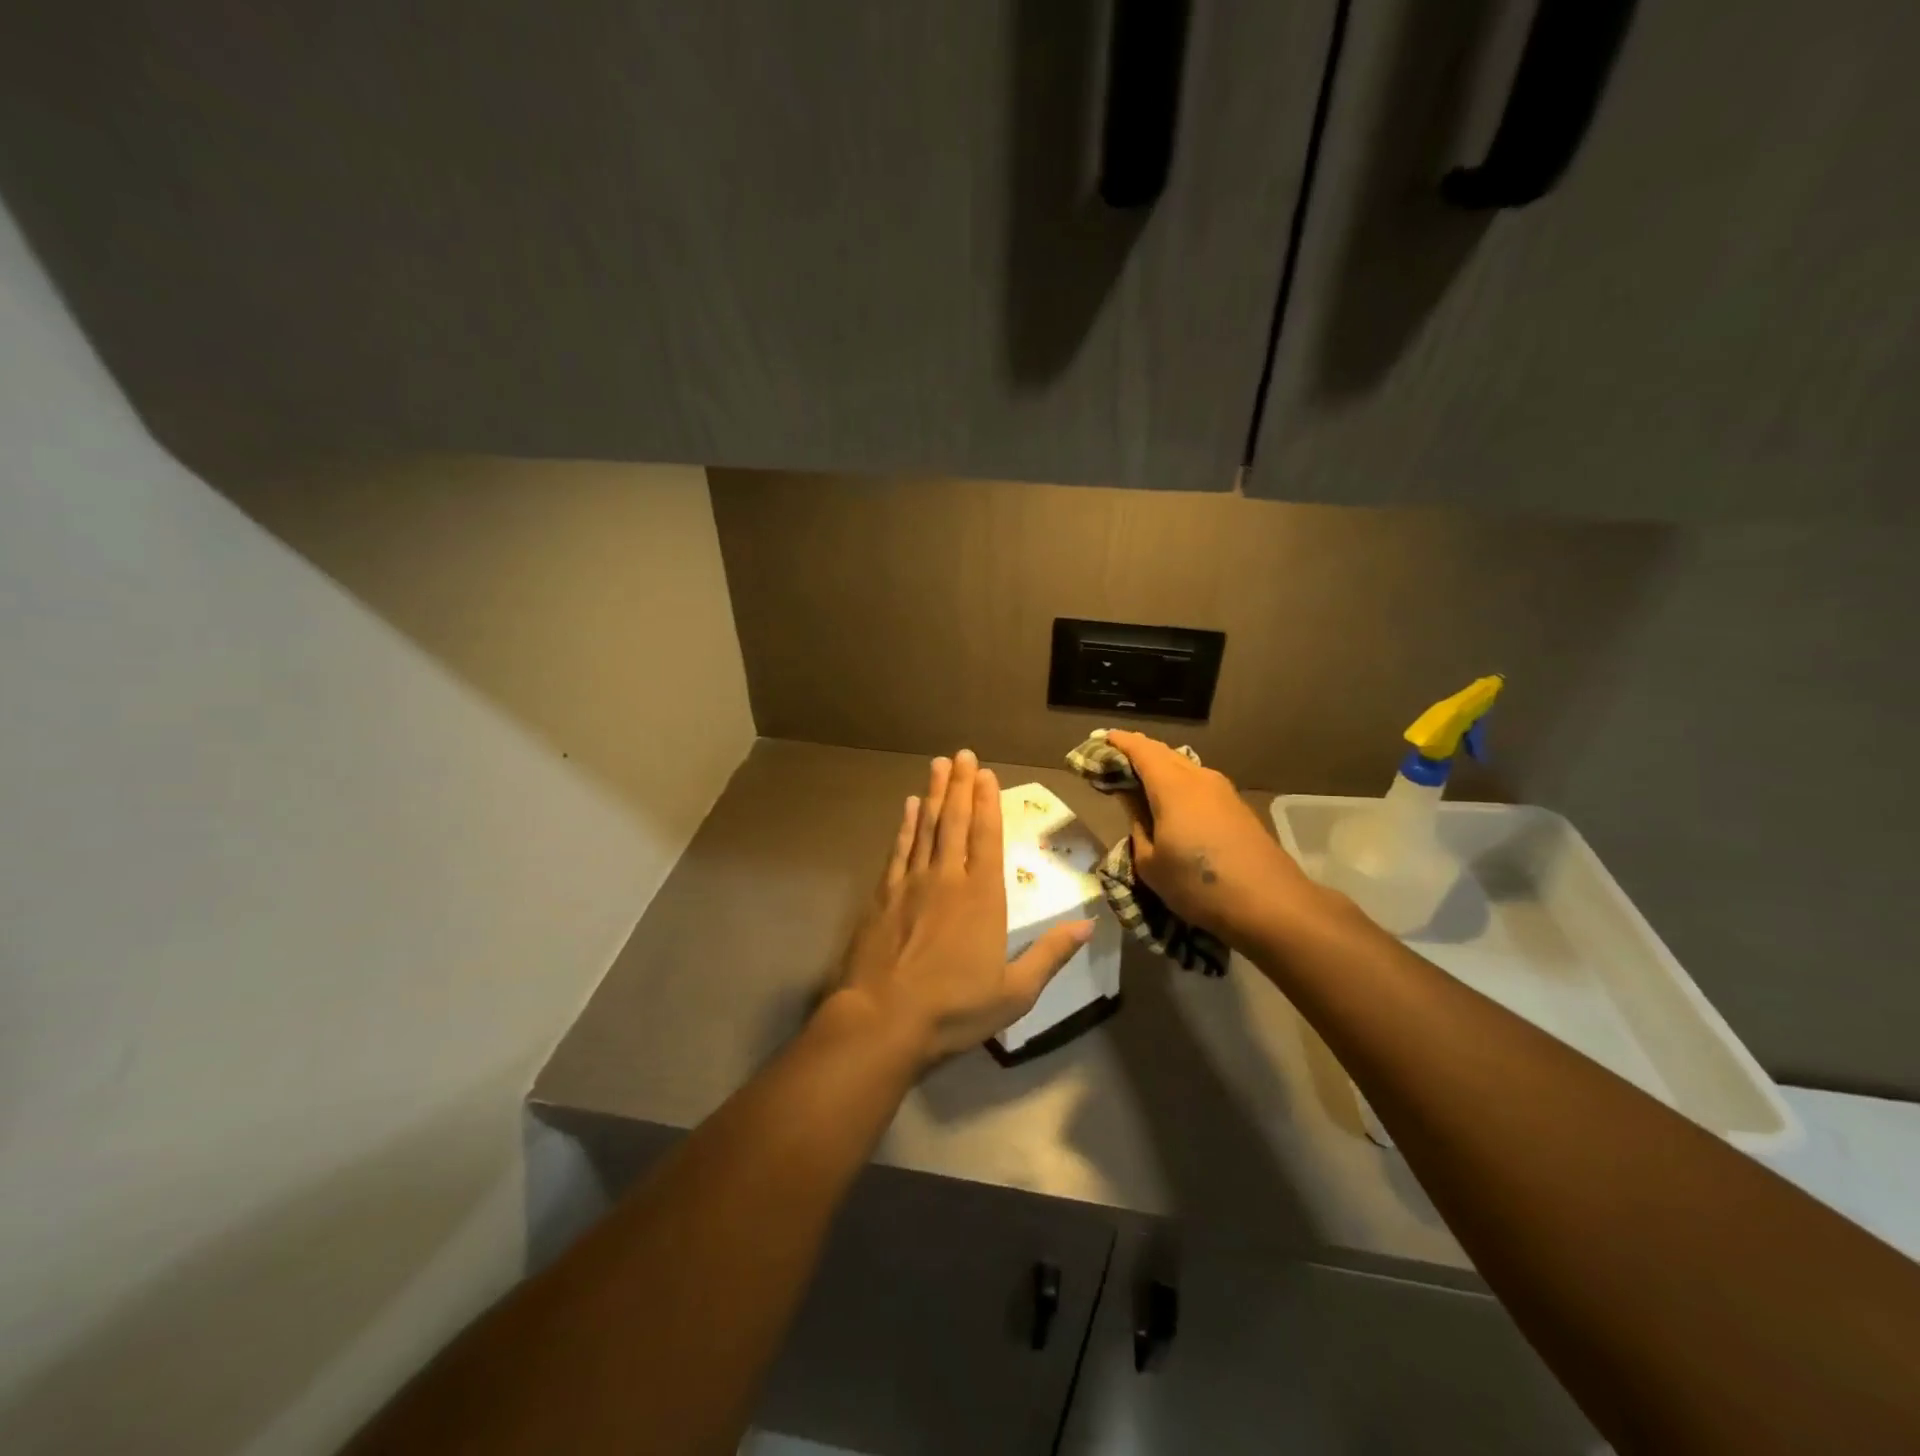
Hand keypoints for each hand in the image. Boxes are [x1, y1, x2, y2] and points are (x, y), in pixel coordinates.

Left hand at [831, 749, 1092, 1068]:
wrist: (883, 1020)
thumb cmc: (954, 1009)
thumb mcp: (1015, 992)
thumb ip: (1050, 954)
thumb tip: (1088, 926)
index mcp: (983, 897)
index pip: (987, 837)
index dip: (988, 802)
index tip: (986, 772)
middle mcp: (948, 879)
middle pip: (956, 821)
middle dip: (961, 785)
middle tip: (962, 753)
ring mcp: (912, 883)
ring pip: (927, 827)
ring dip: (934, 794)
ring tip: (938, 765)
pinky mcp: (884, 895)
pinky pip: (900, 849)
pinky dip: (907, 825)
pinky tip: (910, 807)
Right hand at [1105, 730, 1318, 948]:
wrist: (1270, 904)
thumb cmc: (1198, 885)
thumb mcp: (1151, 863)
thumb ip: (1137, 826)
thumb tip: (1134, 806)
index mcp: (1172, 786)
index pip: (1140, 750)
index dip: (1118, 742)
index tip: (1100, 740)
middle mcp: (1198, 778)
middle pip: (1163, 753)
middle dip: (1137, 752)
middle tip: (1114, 761)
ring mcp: (1222, 791)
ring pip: (1183, 766)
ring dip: (1160, 768)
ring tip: (1140, 780)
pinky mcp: (1237, 807)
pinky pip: (1198, 782)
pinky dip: (1178, 783)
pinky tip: (1171, 801)